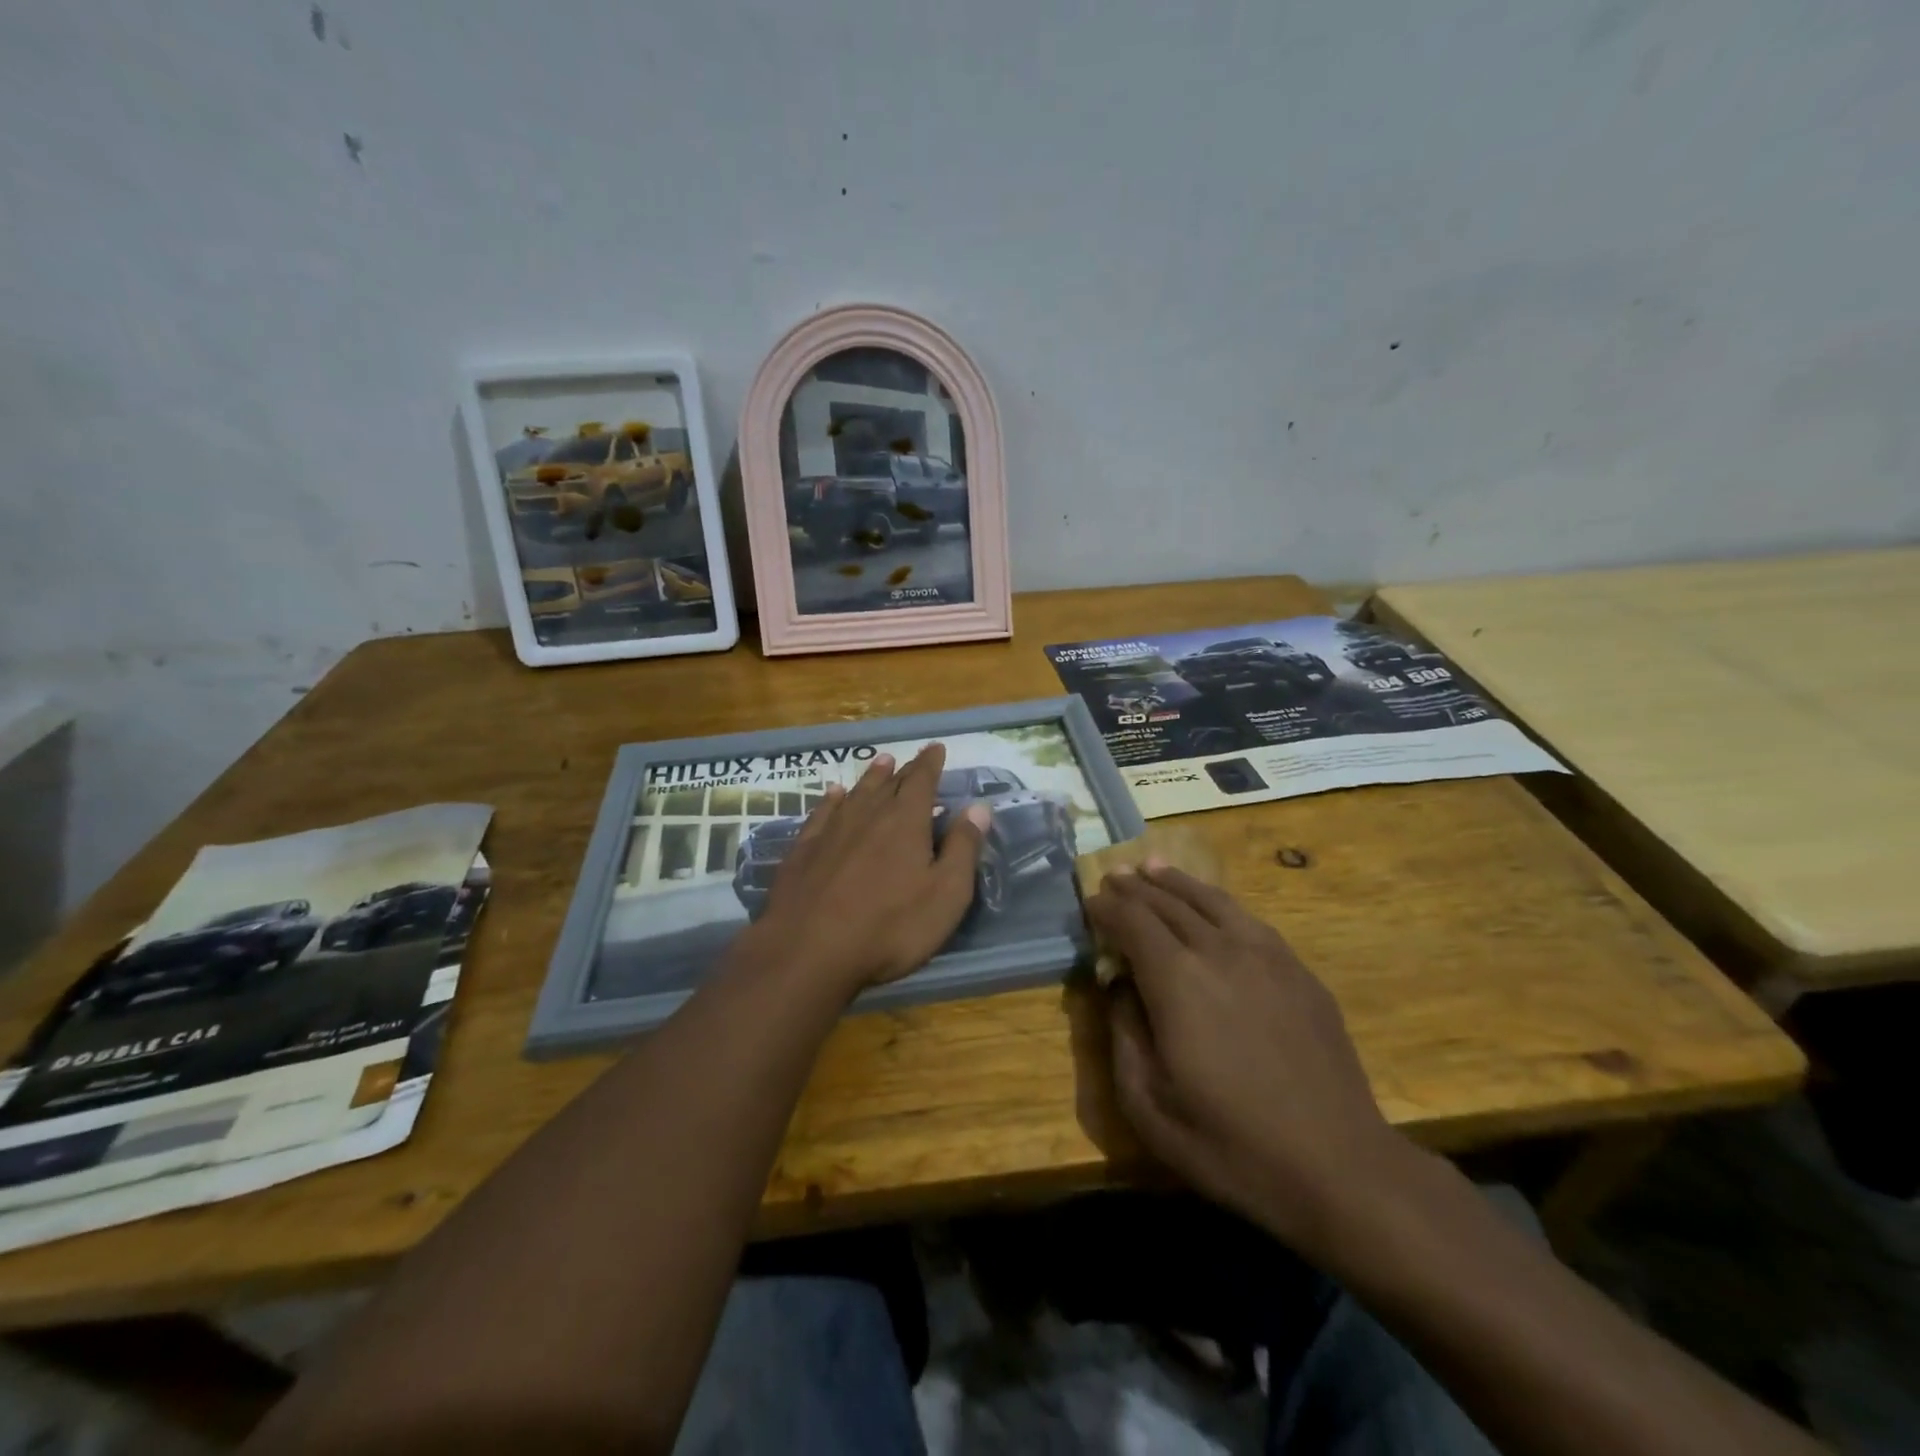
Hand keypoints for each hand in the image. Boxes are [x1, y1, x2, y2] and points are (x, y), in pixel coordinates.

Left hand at [754, 744, 989, 996]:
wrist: (808, 950)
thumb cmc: (890, 926)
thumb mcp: (945, 894)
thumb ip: (963, 848)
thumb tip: (979, 807)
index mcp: (906, 822)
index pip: (923, 781)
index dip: (931, 763)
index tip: (936, 748)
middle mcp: (868, 815)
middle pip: (890, 784)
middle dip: (905, 770)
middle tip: (912, 758)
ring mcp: (832, 831)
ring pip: (856, 793)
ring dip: (871, 777)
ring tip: (881, 763)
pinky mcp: (803, 850)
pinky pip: (822, 813)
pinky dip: (832, 800)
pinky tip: (833, 794)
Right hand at [1085, 863, 1411, 1260]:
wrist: (1338, 1166)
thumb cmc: (1230, 1144)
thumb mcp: (1148, 1105)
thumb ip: (1123, 1036)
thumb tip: (1119, 988)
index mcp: (1177, 981)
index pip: (1132, 922)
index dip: (1107, 908)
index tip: (1090, 902)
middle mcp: (1219, 951)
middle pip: (1168, 903)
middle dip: (1135, 888)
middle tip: (1114, 876)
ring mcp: (1266, 956)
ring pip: (1211, 901)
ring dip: (1176, 882)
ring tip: (1153, 867)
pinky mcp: (1298, 971)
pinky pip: (1249, 920)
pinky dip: (1218, 902)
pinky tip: (1212, 905)